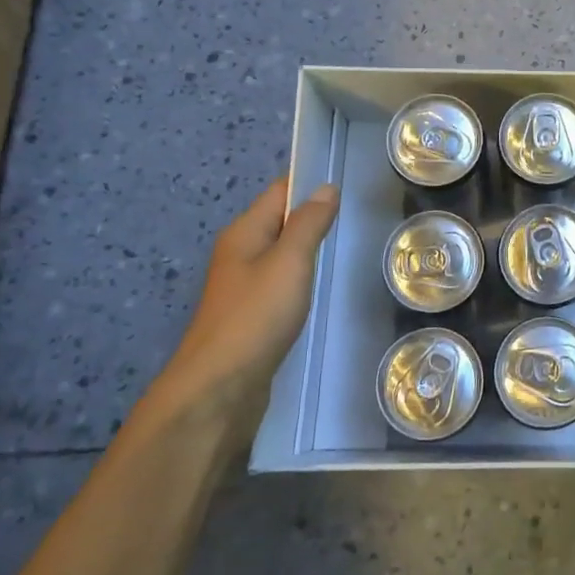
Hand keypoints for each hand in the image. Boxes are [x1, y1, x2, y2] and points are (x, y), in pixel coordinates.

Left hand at [150, 176, 339, 440]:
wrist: (219, 389)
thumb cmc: (256, 317)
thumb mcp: (290, 262)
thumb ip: (309, 224)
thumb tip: (325, 188)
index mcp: (244, 233)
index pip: (279, 192)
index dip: (310, 185)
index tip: (348, 187)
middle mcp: (240, 253)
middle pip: (280, 221)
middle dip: (313, 217)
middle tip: (355, 220)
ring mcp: (243, 287)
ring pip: (281, 254)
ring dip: (308, 250)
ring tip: (345, 249)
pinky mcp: (251, 316)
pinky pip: (281, 283)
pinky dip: (302, 279)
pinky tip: (321, 289)